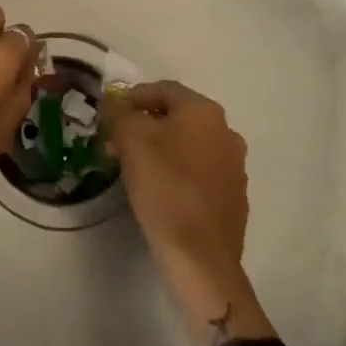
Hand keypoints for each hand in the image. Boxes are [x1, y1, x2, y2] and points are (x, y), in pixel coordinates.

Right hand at [100, 80, 274, 342]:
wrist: (200, 256)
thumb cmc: (163, 187)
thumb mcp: (130, 140)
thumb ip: (120, 112)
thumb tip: (115, 100)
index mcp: (204, 111)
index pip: (162, 89)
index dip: (132, 98)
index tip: (110, 116)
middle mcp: (226, 131)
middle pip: (178, 117)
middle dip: (146, 125)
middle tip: (118, 142)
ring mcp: (235, 165)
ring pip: (190, 144)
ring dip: (163, 148)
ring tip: (136, 168)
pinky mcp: (235, 195)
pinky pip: (201, 171)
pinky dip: (179, 172)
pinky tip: (161, 191)